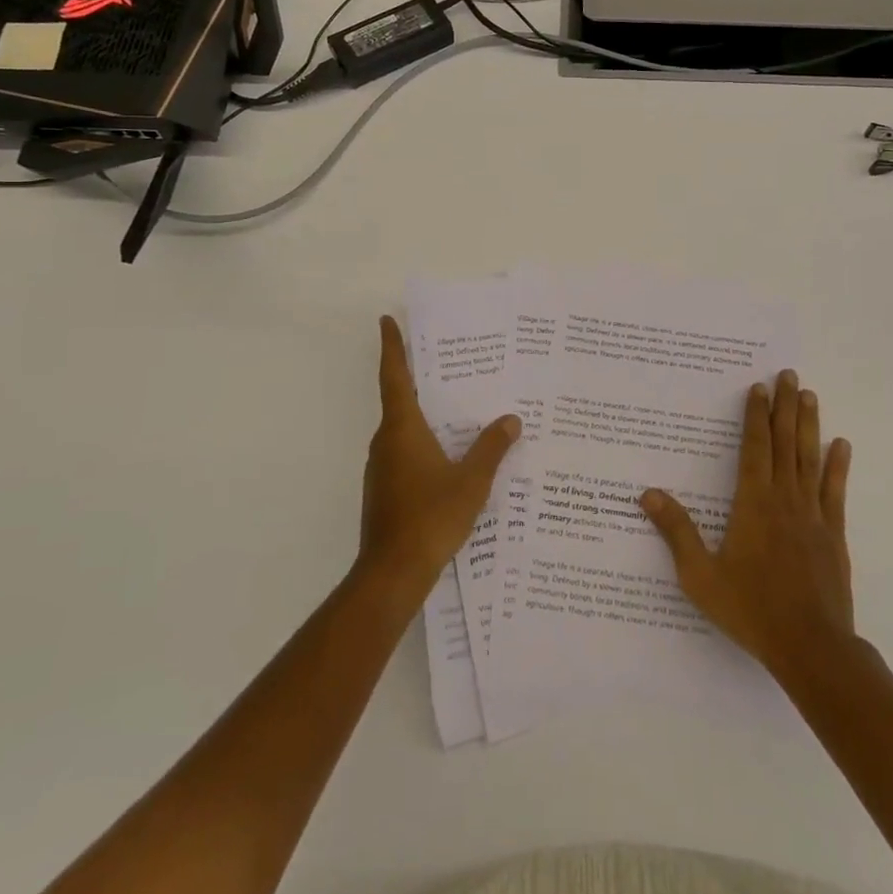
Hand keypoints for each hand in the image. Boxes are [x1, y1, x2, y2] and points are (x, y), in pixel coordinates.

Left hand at [359, 316, 520, 599]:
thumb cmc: (431, 518)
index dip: (392, 347)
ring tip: (457, 407)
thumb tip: (511, 419)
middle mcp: (386, 442)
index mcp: (402, 429)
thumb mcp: (471, 481)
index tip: (387, 320)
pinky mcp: (384, 490)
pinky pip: (404, 452)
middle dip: (418, 378)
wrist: (392, 573)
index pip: (395, 376)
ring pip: (403, 429)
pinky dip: (423, 442)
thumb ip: (491, 447)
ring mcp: (381, 468)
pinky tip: (449, 454)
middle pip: (399, 399)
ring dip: (423, 413)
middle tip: (447, 362)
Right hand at [641, 370, 853, 680]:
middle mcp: (784, 499)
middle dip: (785, 406)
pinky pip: (835, 492)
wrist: (810, 647)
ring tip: (810, 395)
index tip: (759, 388)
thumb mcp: (701, 575)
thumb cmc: (750, 609)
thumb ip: (677, 532)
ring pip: (810, 459)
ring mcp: (812, 515)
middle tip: (789, 374)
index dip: (756, 416)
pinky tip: (842, 445)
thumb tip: (648, 494)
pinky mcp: (833, 535)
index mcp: (753, 503)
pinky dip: (838, 466)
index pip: (755, 448)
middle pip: (785, 443)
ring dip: (809, 425)